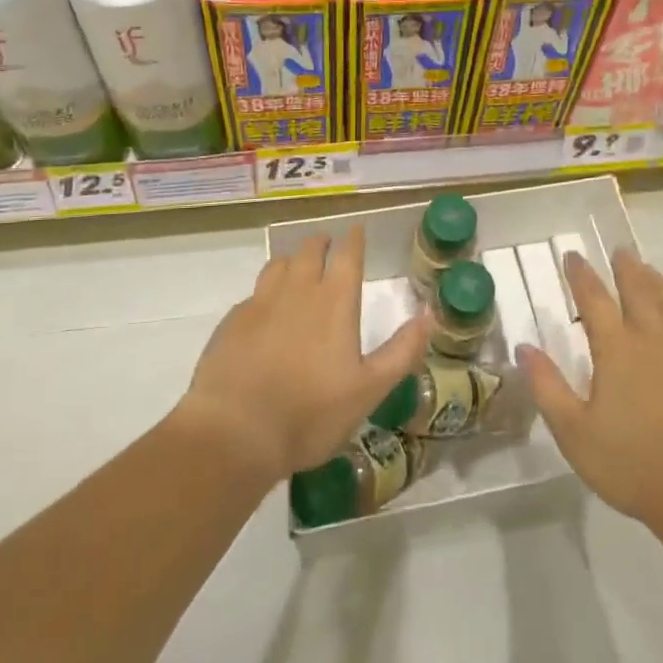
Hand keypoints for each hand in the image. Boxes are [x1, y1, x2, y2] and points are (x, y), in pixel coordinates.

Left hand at [179, 227, 428, 484]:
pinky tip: (264, 310)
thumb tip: (430, 314)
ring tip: (297, 267)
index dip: (354, 239)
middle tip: (328, 246)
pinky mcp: (232, 322)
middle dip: (322, 243)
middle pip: (310, 250)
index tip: (357, 229)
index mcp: (335, 301)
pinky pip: (253, 294)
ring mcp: (260, 303)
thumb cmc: (310, 413)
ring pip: (278, 265)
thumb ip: (402, 351)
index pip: (347, 254)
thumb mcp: (370, 390)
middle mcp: (298, 290)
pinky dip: (265, 292)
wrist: (234, 432)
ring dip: (292, 261)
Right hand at [517, 249, 662, 539]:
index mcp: (617, 349)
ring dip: (655, 282)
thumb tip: (524, 347)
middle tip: (619, 251)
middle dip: (625, 269)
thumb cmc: (634, 464)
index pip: (594, 299)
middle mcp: (654, 338)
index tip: (573, 256)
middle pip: (638, 290)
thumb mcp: (575, 432)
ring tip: (647, 269)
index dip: (581, 275)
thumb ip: (547, 387)